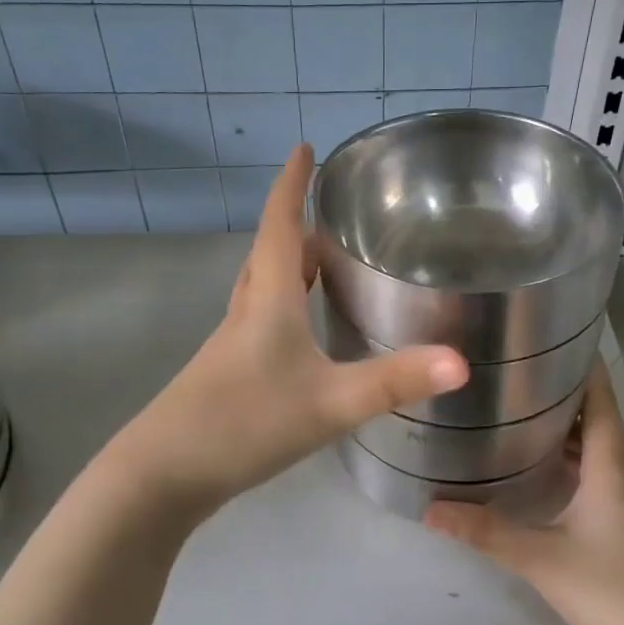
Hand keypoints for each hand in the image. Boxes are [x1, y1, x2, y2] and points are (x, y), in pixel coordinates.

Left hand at [108, 146, 467, 522]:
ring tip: (323, 264)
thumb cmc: (245, 423)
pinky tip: (301, 335)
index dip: (292, 185)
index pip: (280, 226)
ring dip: (290, 267)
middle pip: (271, 255)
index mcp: (268, 301)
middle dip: (297, 226)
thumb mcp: (329, 403)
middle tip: (330, 213)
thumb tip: (462, 363)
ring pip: (262, 290)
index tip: (303, 148)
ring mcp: (231, 347)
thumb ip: (394, 382)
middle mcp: (246, 313)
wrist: (161, 476)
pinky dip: (284, 307)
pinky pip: (260, 322)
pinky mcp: (227, 376)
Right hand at [425, 363, 623, 624]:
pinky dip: (571, 455)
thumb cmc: (611, 589)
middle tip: (509, 372)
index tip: (539, 336)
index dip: (576, 360)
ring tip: (516, 409)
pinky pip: (597, 468)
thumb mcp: (541, 558)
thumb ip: (485, 531)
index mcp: (610, 460)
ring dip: (563, 424)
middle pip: (594, 412)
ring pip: (595, 442)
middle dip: (557, 389)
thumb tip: (429, 508)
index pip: (598, 392)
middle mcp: (623, 468)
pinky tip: (540, 465)